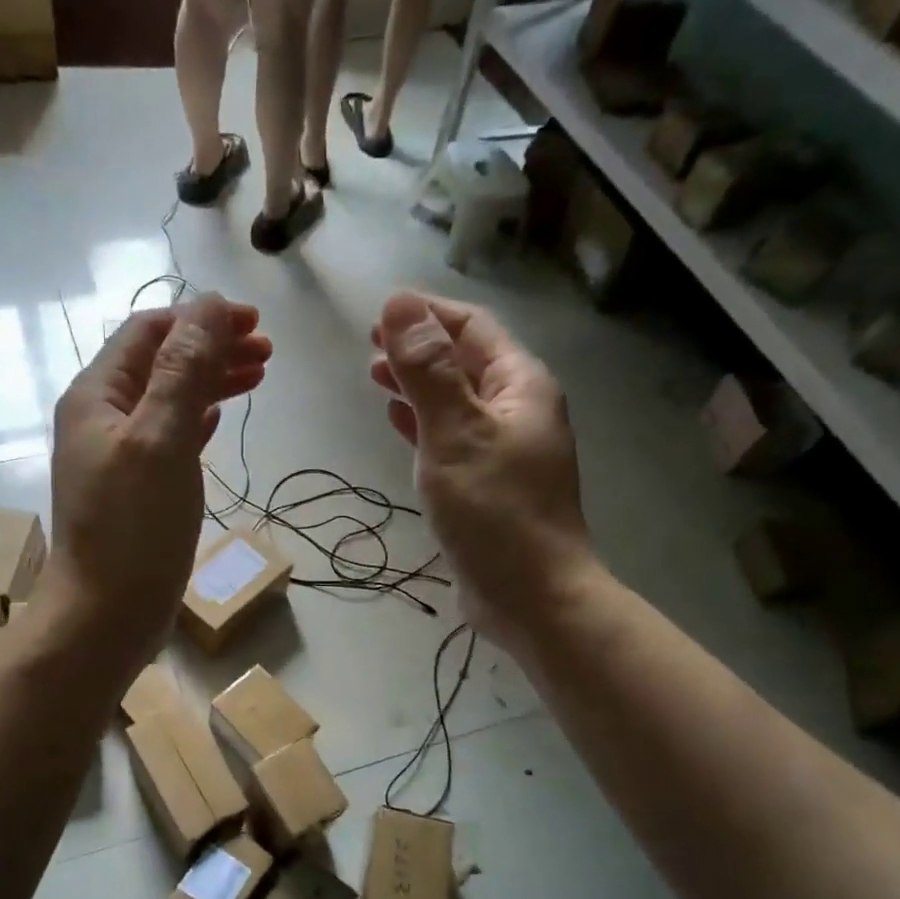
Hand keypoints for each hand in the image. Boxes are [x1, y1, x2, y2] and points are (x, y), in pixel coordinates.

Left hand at [47, 294, 270, 662]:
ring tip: (257, 377)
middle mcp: (102, 417)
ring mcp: (118, 456)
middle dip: (211, 349)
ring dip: (210, 382)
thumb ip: (184, 371)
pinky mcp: (135, 489)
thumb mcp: (161, 440)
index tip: (253, 324)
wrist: (104, 615)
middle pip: (160, 363)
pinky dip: (198, 420)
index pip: (149, 332)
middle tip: (267, 353)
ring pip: (168, 399)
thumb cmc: (133, 528)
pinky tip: (221, 419)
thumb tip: (210, 305)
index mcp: (97, 395)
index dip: (200, 319)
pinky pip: (169, 437)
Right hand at [370, 291, 594, 647]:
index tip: (377, 316)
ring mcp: (504, 448)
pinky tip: (398, 422)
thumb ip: (427, 370)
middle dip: (418, 348)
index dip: (425, 315)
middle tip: (368, 348)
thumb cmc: (495, 511)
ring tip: (375, 376)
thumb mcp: (456, 433)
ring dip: (417, 384)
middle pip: (464, 361)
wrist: (531, 595)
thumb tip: (400, 303)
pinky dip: (424, 423)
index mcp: (519, 386)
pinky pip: (452, 436)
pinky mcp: (487, 482)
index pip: (471, 328)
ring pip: (455, 399)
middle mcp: (517, 409)